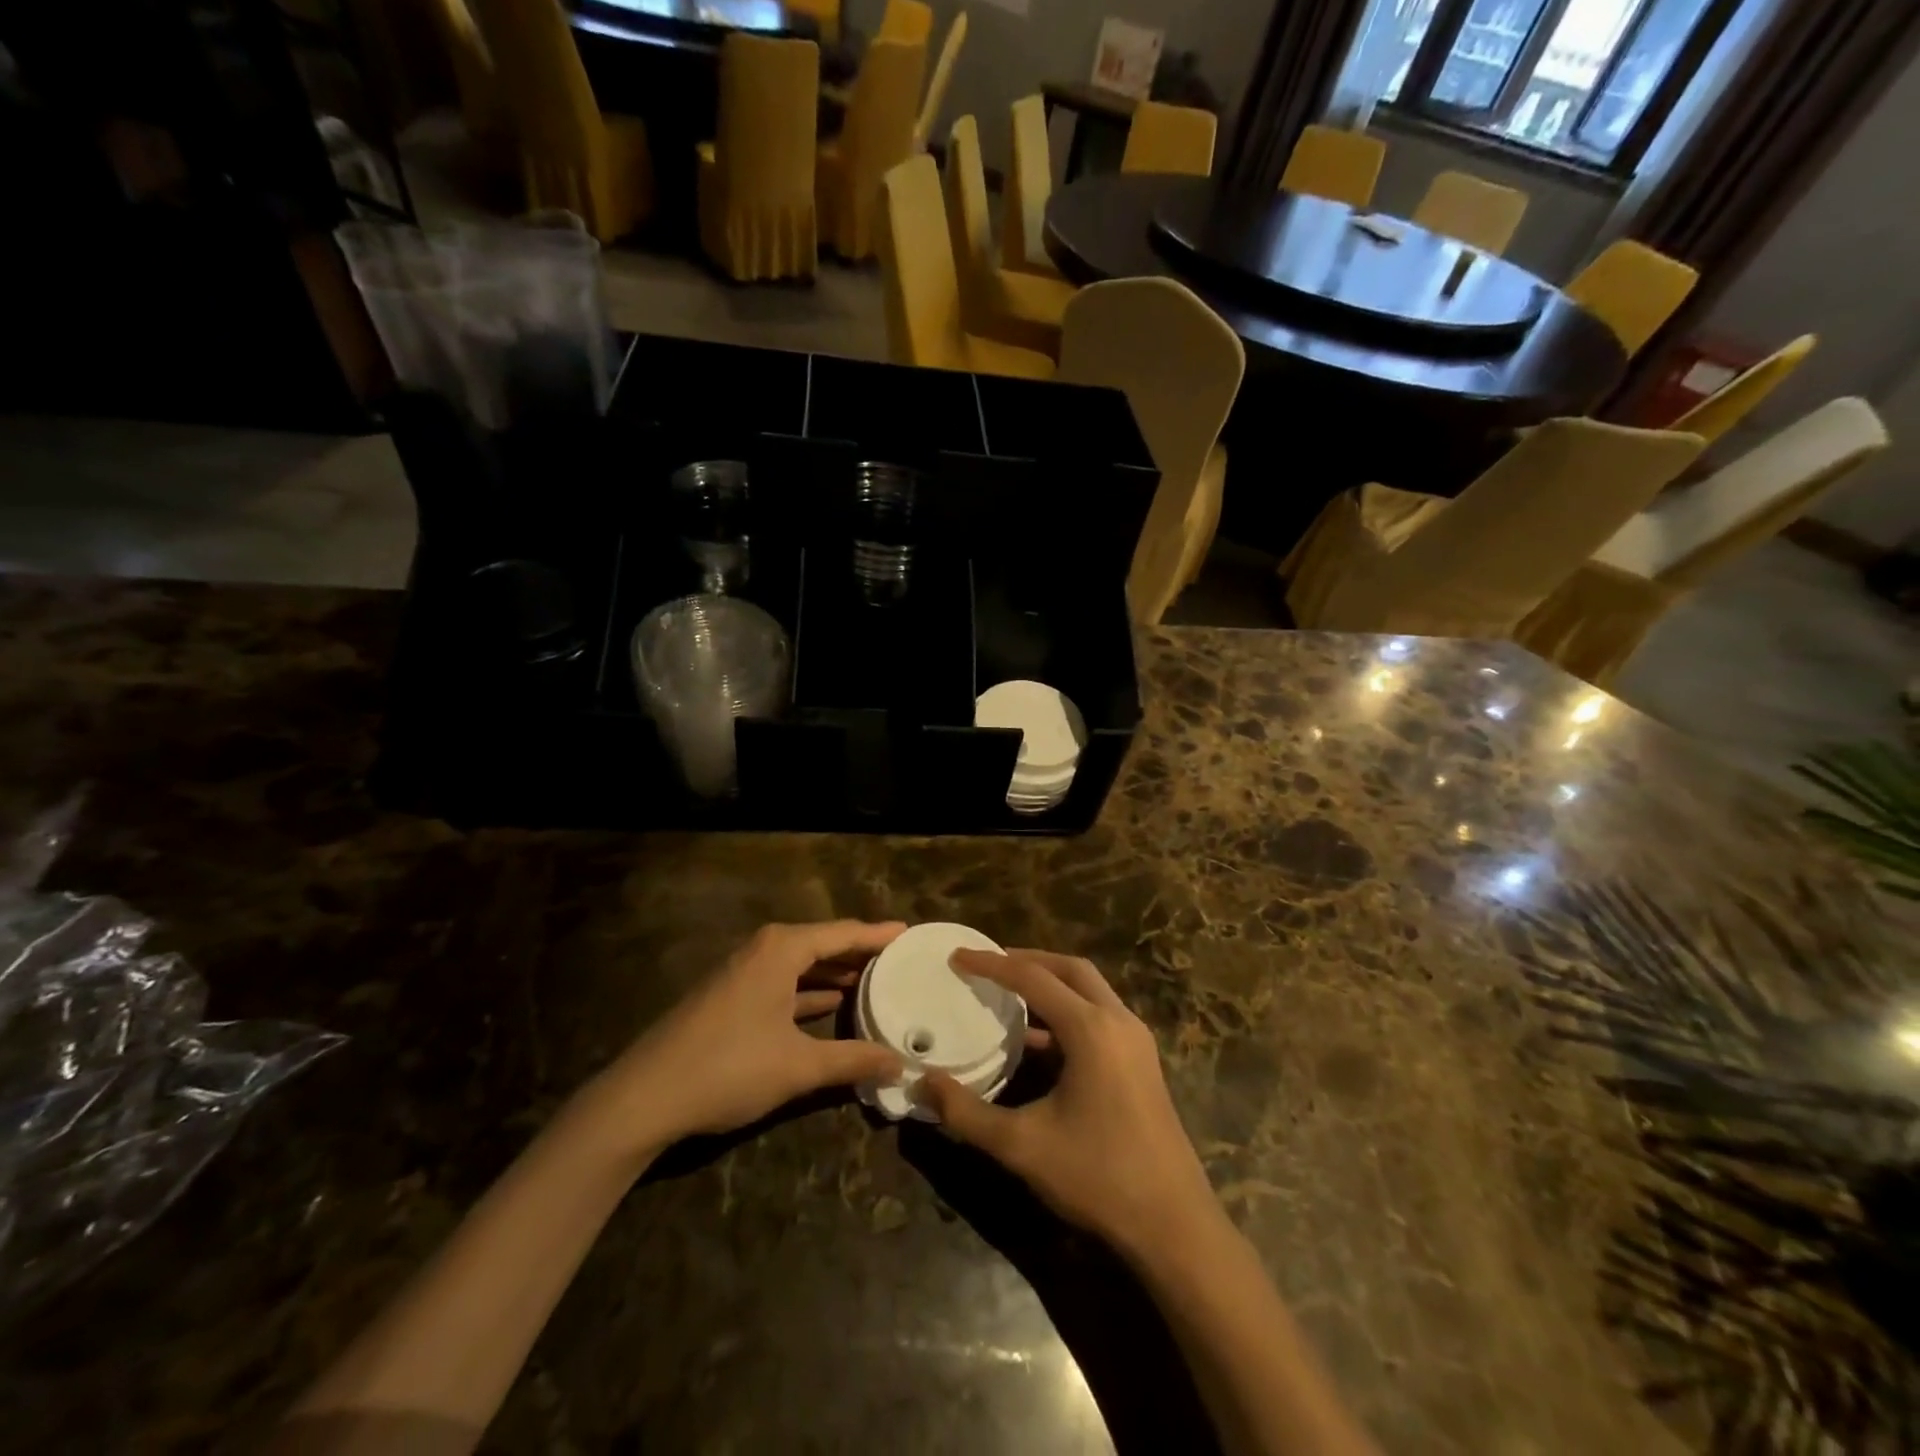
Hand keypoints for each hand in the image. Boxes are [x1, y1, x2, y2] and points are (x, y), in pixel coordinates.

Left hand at [597, 921, 906, 1148]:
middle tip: (899, 958)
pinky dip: (809, 989)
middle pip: (823, 942)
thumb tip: (900, 1063)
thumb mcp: (798, 1066)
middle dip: (860, 951)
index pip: (843, 933)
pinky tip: (830, 1004)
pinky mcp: (730, 995)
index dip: (879, 934)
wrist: (643, 1097)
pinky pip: (783, 980)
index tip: (910, 932)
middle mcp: (763, 949)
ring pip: (801, 963)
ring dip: (835, 971)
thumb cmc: (728, 1068)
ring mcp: (743, 971)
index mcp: (782, 949)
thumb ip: (853, 1060)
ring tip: (874, 978)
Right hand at [917, 949, 1220, 1259]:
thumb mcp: (1022, 1146)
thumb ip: (966, 1112)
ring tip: (1008, 991)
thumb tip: (921, 1082)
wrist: (1174, 1225)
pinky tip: (1037, 1039)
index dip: (992, 964)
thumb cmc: (1098, 1177)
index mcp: (1091, 1029)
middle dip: (1027, 960)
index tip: (958, 956)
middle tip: (988, 964)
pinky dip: (1066, 1011)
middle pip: (1069, 969)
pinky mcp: (1141, 1061)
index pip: (1033, 977)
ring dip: (1050, 983)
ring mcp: (1135, 1040)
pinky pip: (1098, 1016)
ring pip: (1089, 990)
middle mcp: (1118, 1021)